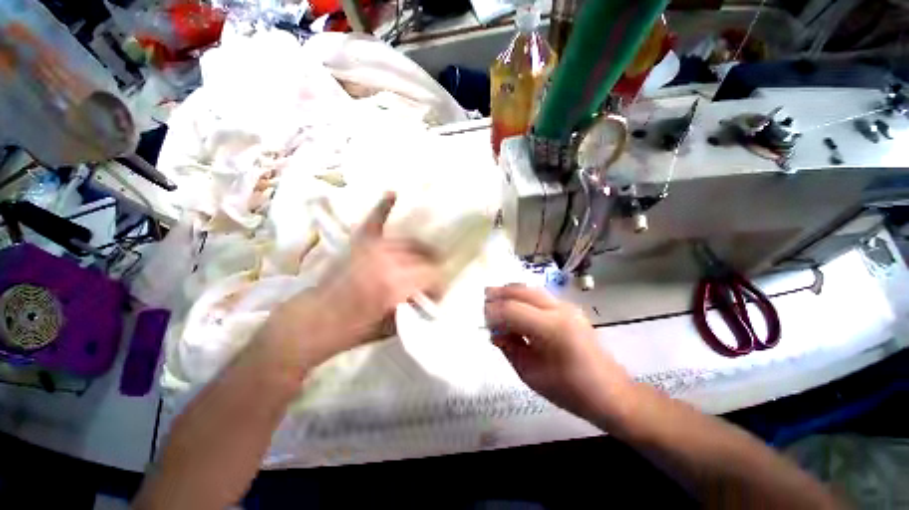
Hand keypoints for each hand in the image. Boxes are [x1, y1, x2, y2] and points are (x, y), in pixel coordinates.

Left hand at [263, 193, 441, 368]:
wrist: (314, 319)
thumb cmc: (353, 329)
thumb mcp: (391, 326)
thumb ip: (414, 308)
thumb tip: (430, 296)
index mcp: (396, 284)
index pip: (432, 274)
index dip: (439, 283)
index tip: (437, 292)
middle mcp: (387, 260)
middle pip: (423, 255)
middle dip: (431, 266)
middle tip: (430, 277)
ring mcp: (372, 248)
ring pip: (408, 241)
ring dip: (418, 249)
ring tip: (420, 258)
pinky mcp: (360, 242)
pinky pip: (375, 220)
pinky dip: (384, 207)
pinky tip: (394, 194)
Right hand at [484, 284, 634, 425]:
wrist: (611, 393)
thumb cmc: (570, 391)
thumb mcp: (531, 374)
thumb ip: (509, 348)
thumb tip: (494, 331)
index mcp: (552, 329)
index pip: (512, 310)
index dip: (493, 312)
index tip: (481, 318)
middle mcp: (560, 310)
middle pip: (522, 291)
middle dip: (499, 294)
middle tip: (483, 299)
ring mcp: (567, 307)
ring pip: (530, 289)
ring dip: (510, 292)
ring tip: (494, 298)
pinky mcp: (569, 309)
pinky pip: (539, 296)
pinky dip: (522, 296)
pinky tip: (514, 305)